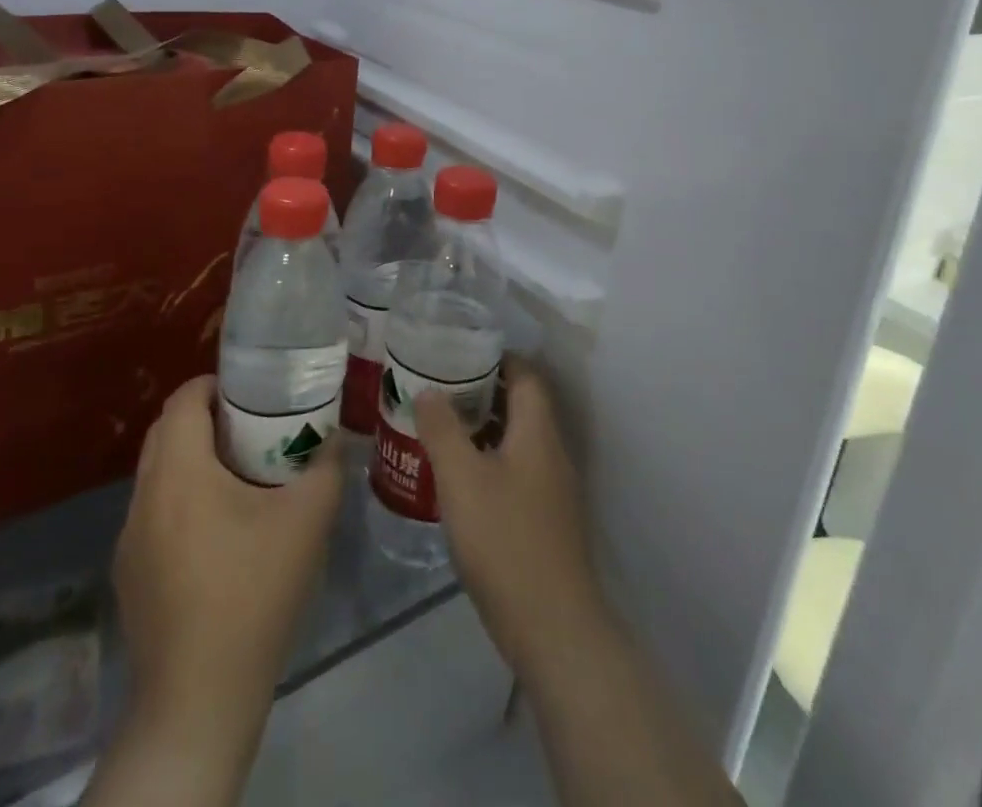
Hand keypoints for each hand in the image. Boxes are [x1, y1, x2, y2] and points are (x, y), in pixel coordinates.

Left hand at [113, 375, 343, 733]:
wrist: (199, 699)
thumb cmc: (252, 593)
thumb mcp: (307, 521)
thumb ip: (326, 467)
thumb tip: (336, 439)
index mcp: (178, 471)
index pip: (183, 399)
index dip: (216, 385)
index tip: (253, 393)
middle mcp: (144, 496)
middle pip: (166, 432)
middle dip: (206, 418)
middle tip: (253, 427)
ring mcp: (130, 539)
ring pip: (158, 475)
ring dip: (192, 461)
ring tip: (240, 477)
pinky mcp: (129, 575)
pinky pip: (154, 514)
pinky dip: (181, 501)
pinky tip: (219, 535)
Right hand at [414, 359, 609, 675]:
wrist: (553, 628)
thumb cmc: (505, 540)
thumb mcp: (462, 478)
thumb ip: (442, 429)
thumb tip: (427, 390)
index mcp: (538, 432)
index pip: (526, 375)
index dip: (496, 358)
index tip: (459, 353)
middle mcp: (551, 453)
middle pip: (522, 406)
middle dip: (483, 392)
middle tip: (440, 389)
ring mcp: (553, 490)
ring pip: (518, 441)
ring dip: (484, 429)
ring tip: (442, 428)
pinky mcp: (546, 522)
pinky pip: (517, 472)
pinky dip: (490, 462)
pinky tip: (459, 480)